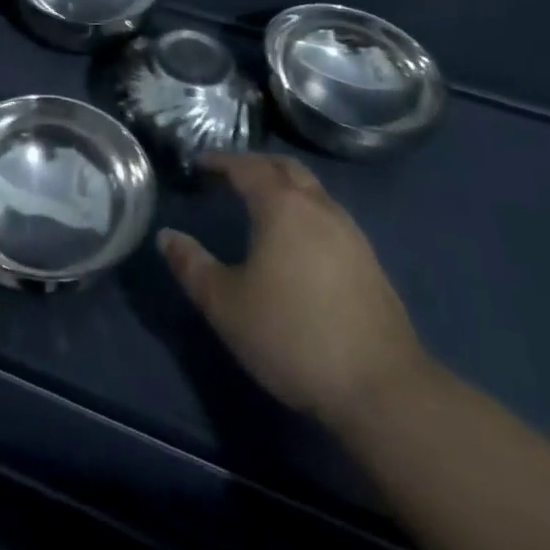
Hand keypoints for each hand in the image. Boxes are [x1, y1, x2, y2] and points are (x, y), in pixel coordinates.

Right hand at [159, 152, 431, 422]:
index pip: (246, 166)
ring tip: (261, 206)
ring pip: (312, 190)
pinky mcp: (369, 260)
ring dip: (284, 187)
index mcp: (281, 205)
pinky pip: (328, 216)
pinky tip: (297, 243)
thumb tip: (167, 237)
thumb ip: (192, 267)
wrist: (382, 387)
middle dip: (256, 165)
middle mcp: (318, 206)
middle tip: (230, 176)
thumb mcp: (226, 305)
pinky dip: (305, 212)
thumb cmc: (293, 336)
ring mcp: (349, 232)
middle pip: (285, 168)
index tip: (200, 164)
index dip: (221, 161)